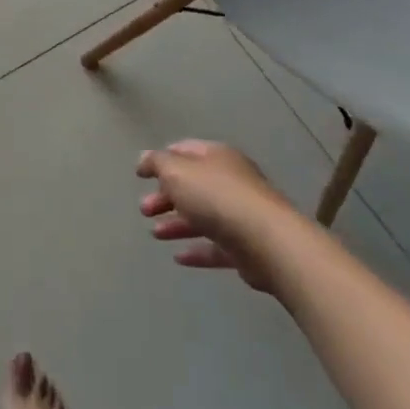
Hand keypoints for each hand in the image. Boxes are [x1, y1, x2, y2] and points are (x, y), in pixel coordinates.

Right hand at [137, 140, 291, 296]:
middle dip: (165, 196)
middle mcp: (230, 181)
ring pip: (202, 216)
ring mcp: (240, 214)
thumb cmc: (217, 197)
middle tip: (144, 210)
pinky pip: (215, 246)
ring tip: (155, 234)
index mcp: (216, 156)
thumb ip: (157, 163)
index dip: (161, 160)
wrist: (268, 242)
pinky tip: (178, 258)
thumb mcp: (177, 172)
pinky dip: (196, 250)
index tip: (141, 175)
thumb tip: (144, 159)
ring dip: (177, 223)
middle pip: (192, 185)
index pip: (184, 151)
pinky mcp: (246, 247)